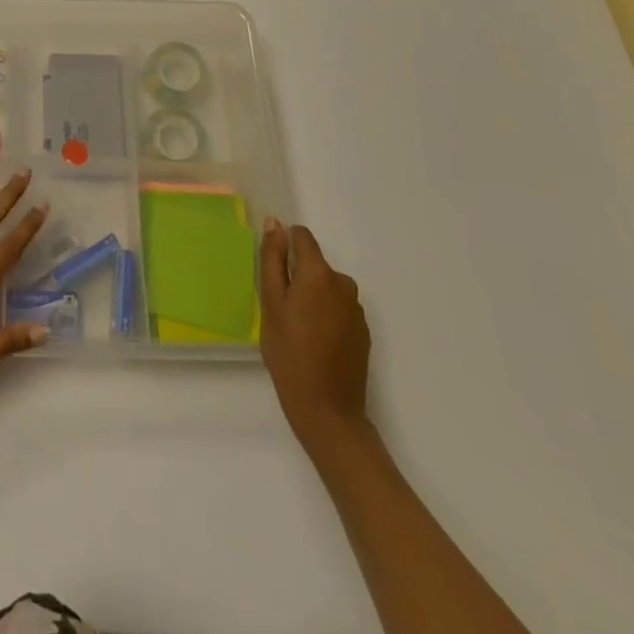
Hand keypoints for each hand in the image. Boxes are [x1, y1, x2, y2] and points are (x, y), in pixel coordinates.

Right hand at [260, 218, 370, 443]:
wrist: (327, 410)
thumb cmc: (289, 353)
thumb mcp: (271, 303)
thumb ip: (272, 259)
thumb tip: (275, 223)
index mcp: (318, 273)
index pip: (302, 237)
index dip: (284, 246)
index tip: (273, 271)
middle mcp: (343, 283)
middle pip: (314, 264)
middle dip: (297, 276)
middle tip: (280, 309)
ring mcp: (356, 309)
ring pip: (326, 287)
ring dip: (312, 296)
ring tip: (297, 329)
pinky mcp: (363, 332)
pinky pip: (339, 308)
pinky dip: (326, 315)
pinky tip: (316, 342)